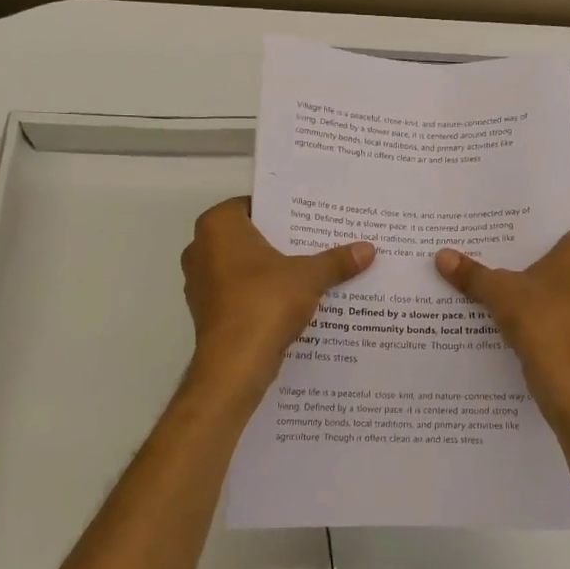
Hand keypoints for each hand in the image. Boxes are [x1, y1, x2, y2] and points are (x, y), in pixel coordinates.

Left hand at [182, 197, 373, 385]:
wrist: (235, 363)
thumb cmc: (265, 302)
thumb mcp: (309, 276)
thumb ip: (336, 260)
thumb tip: (368, 249)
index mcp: (218, 227)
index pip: (252, 205)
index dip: (281, 211)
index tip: (309, 218)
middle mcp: (200, 249)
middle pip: (248, 237)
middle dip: (280, 241)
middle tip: (316, 241)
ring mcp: (200, 283)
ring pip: (243, 267)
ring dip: (271, 271)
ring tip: (310, 271)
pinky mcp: (208, 312)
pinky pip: (240, 293)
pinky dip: (261, 294)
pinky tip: (293, 301)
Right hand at [435, 222, 569, 427]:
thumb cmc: (542, 321)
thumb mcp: (498, 293)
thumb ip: (472, 274)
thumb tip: (442, 255)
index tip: (542, 241)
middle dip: (557, 266)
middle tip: (521, 268)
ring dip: (561, 297)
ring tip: (523, 301)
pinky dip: (563, 325)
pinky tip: (534, 333)